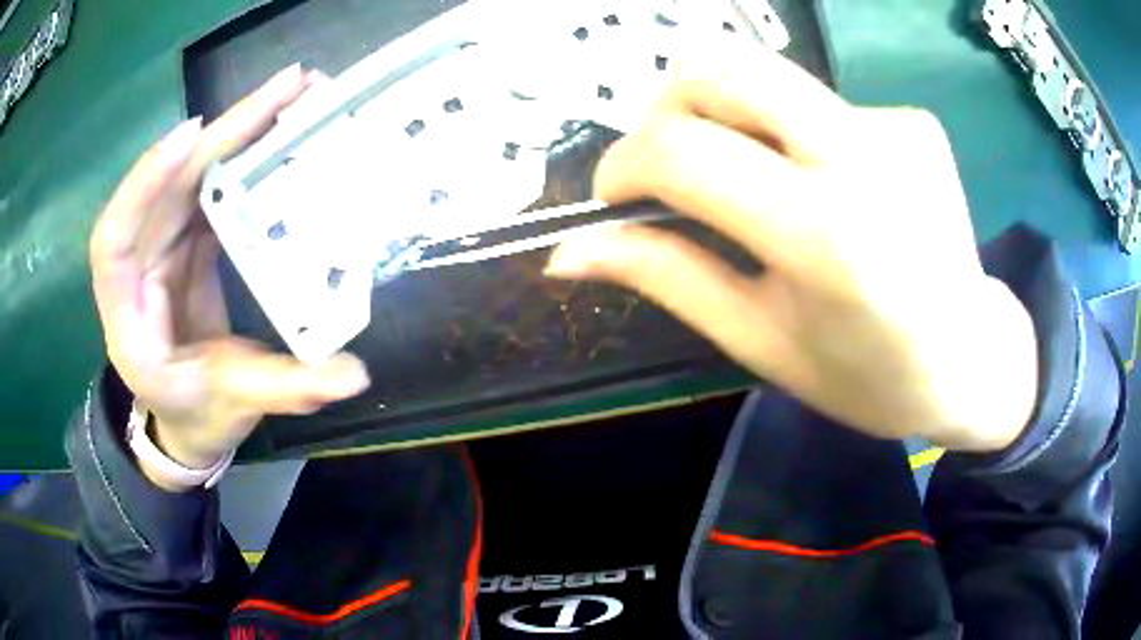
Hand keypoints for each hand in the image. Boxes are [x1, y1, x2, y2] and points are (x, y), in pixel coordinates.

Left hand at [90, 65, 369, 489]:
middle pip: (166, 185)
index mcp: (128, 318)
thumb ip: (284, 388)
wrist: (187, 416)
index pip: (113, 239)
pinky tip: (279, 134)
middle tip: (287, 89)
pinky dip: (243, 156)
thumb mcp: (234, 404)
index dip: (144, 184)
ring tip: (295, 95)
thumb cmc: (196, 414)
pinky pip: (211, 187)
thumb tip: (354, 376)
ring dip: (240, 130)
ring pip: (192, 174)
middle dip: (222, 132)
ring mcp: (163, 246)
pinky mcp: (188, 238)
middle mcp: (138, 267)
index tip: (192, 137)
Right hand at [545, 44, 1036, 451]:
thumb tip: (567, 254)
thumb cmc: (870, 378)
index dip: (622, 164)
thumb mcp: (761, 343)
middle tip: (673, 166)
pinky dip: (793, 137)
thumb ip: (667, 278)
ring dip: (731, 122)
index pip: (682, 151)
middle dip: (666, 107)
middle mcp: (864, 158)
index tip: (615, 196)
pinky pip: (817, 103)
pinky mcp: (912, 119)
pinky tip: (825, 190)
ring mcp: (896, 126)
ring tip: (758, 187)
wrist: (975, 360)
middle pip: (720, 65)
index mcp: (825, 238)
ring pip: (765, 77)